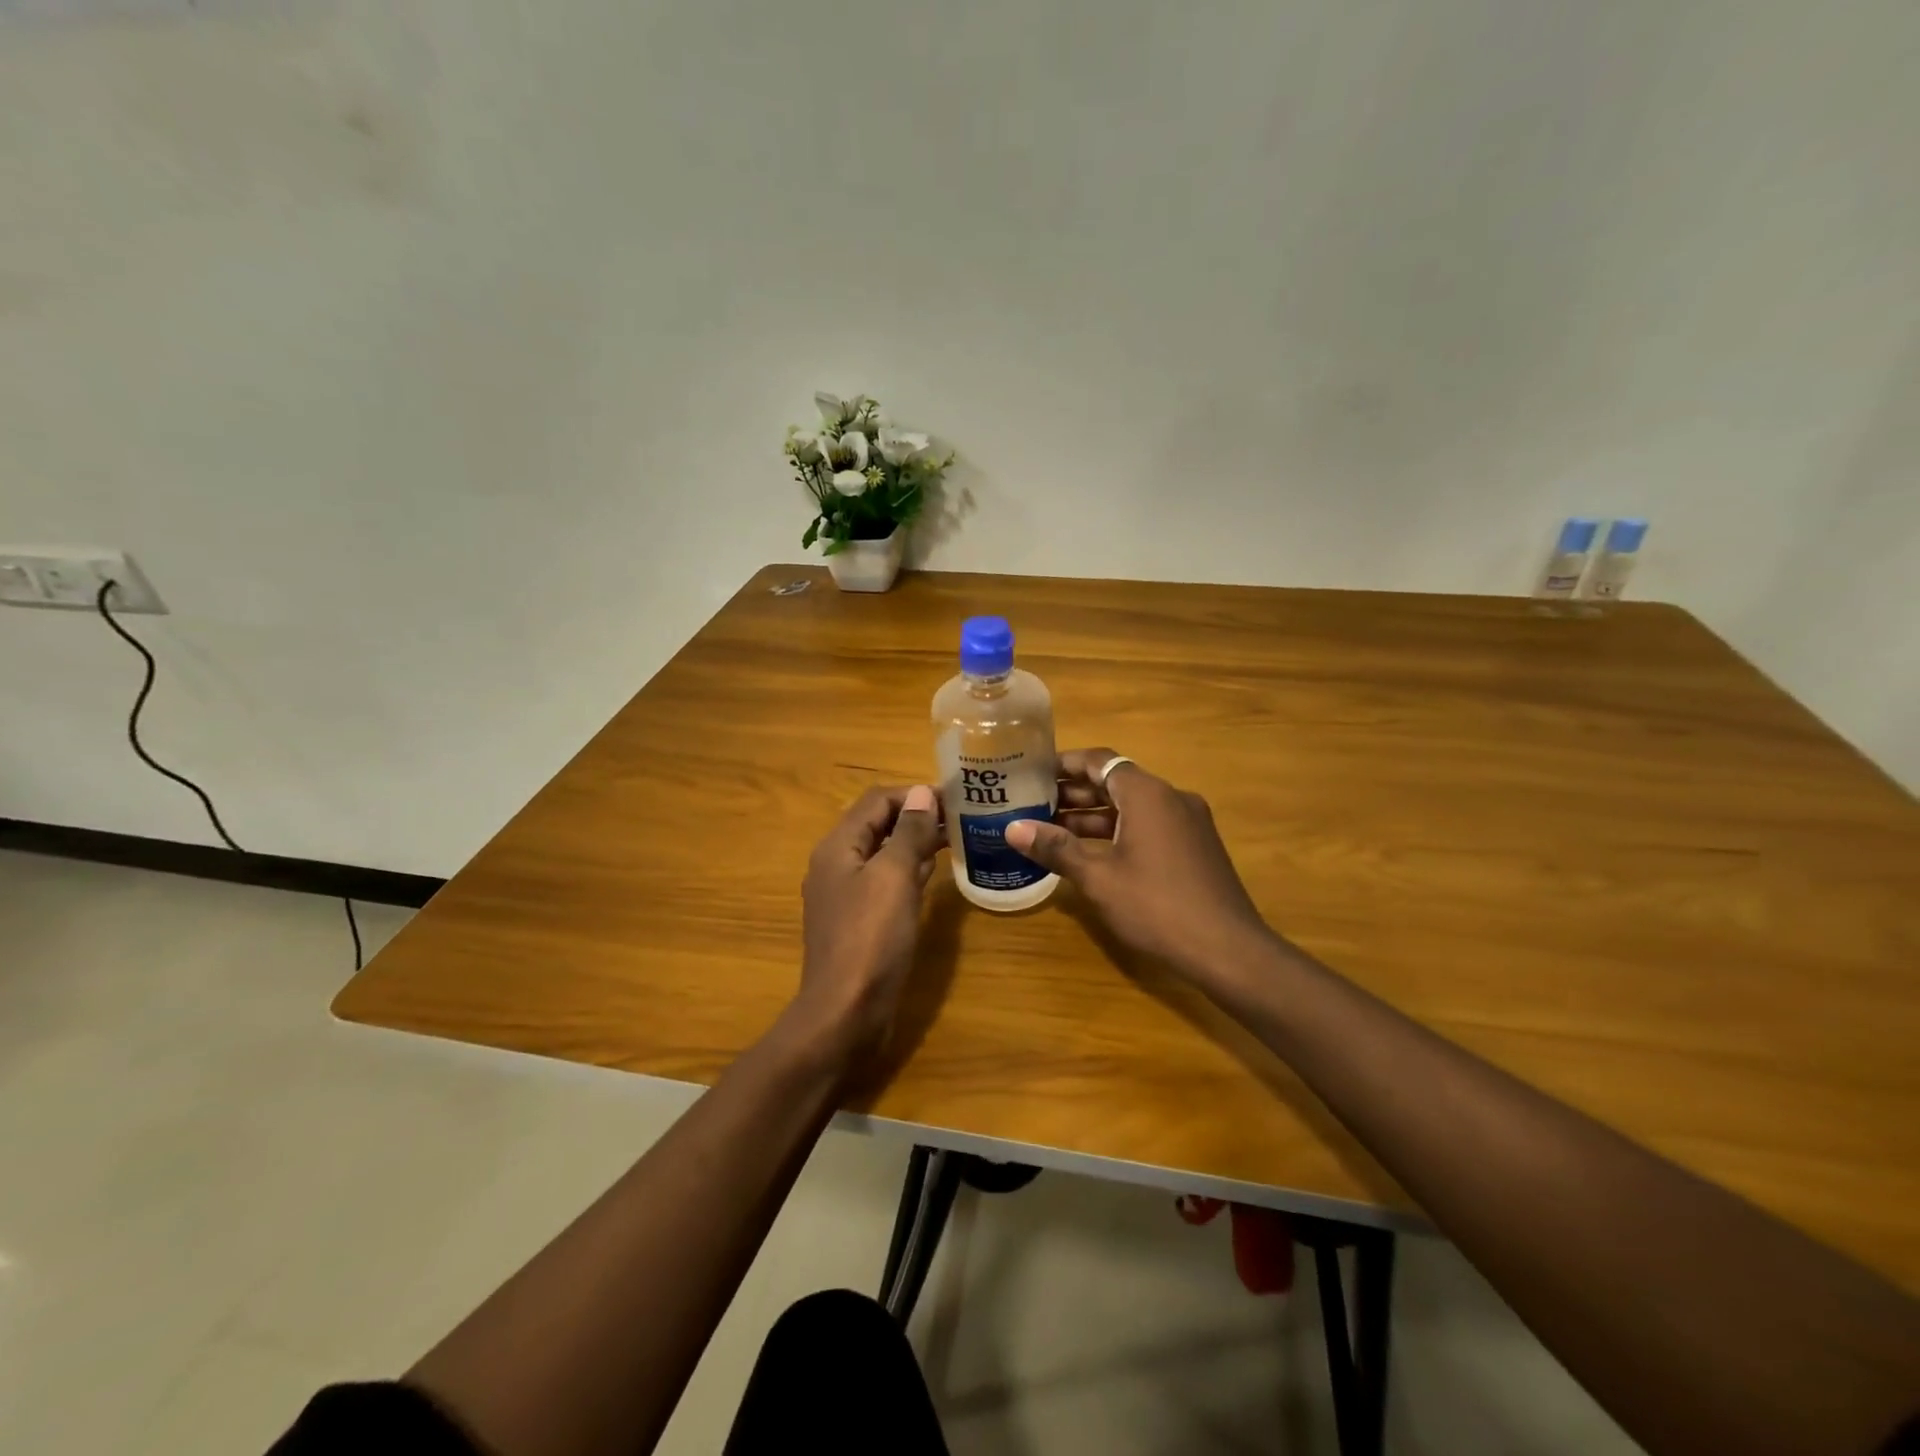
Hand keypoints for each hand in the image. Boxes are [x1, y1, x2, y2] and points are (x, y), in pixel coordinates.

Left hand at [791, 784, 945, 1064]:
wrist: (845, 1013)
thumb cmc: (871, 939)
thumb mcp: (894, 877)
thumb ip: (908, 832)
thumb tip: (922, 792)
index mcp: (838, 846)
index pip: (876, 800)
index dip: (914, 794)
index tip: (954, 798)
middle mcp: (836, 864)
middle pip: (877, 824)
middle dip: (916, 816)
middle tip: (960, 818)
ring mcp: (845, 895)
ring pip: (882, 854)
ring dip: (914, 842)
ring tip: (954, 839)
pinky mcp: (858, 921)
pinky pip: (884, 882)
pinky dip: (908, 871)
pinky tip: (933, 874)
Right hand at [1006, 749, 1275, 985]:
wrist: (1229, 950)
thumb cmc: (1157, 907)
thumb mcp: (1099, 878)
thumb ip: (1056, 848)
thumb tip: (1013, 828)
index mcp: (1147, 794)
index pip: (1100, 761)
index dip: (1065, 764)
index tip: (1033, 771)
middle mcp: (1171, 797)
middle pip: (1116, 782)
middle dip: (1075, 793)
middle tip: (1034, 803)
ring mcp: (1188, 822)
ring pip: (1132, 807)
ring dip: (1095, 815)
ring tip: (1052, 829)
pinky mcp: (1196, 847)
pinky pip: (1149, 825)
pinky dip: (1118, 831)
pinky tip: (1092, 853)